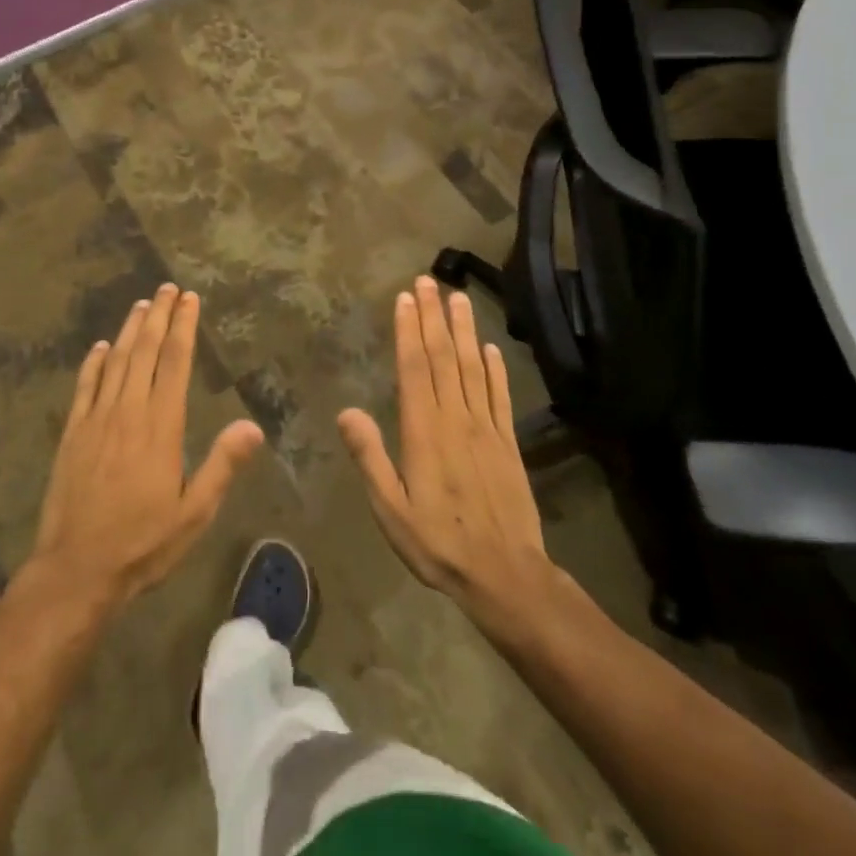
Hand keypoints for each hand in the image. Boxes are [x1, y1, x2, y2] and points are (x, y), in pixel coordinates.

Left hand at [31, 284, 264, 609]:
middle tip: (167, 288)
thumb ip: (222, 465)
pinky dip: (94, 362)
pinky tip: (101, 346)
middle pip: (146, 351)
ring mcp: (96, 419)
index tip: (189, 299)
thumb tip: (253, 425)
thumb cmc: (143, 542)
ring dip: (130, 330)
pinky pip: (85, 386)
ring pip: (116, 361)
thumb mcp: (194, 513)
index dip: (184, 327)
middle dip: (159, 316)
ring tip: (142, 305)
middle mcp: (128, 410)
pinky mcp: (72, 433)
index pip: (175, 362)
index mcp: (161, 425)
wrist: (77, 569)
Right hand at [339, 277, 559, 624]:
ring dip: (464, 330)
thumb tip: (347, 412)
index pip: (415, 368)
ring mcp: (486, 428)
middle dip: (434, 316)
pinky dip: (495, 369)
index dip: (409, 330)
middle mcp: (456, 419)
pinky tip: (491, 348)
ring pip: (472, 367)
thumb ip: (371, 459)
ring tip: (458, 297)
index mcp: (424, 431)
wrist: (506, 575)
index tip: (406, 297)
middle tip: (429, 280)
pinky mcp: (508, 442)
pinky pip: (500, 396)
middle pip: (443, 357)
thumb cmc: (438, 543)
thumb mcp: (391, 510)